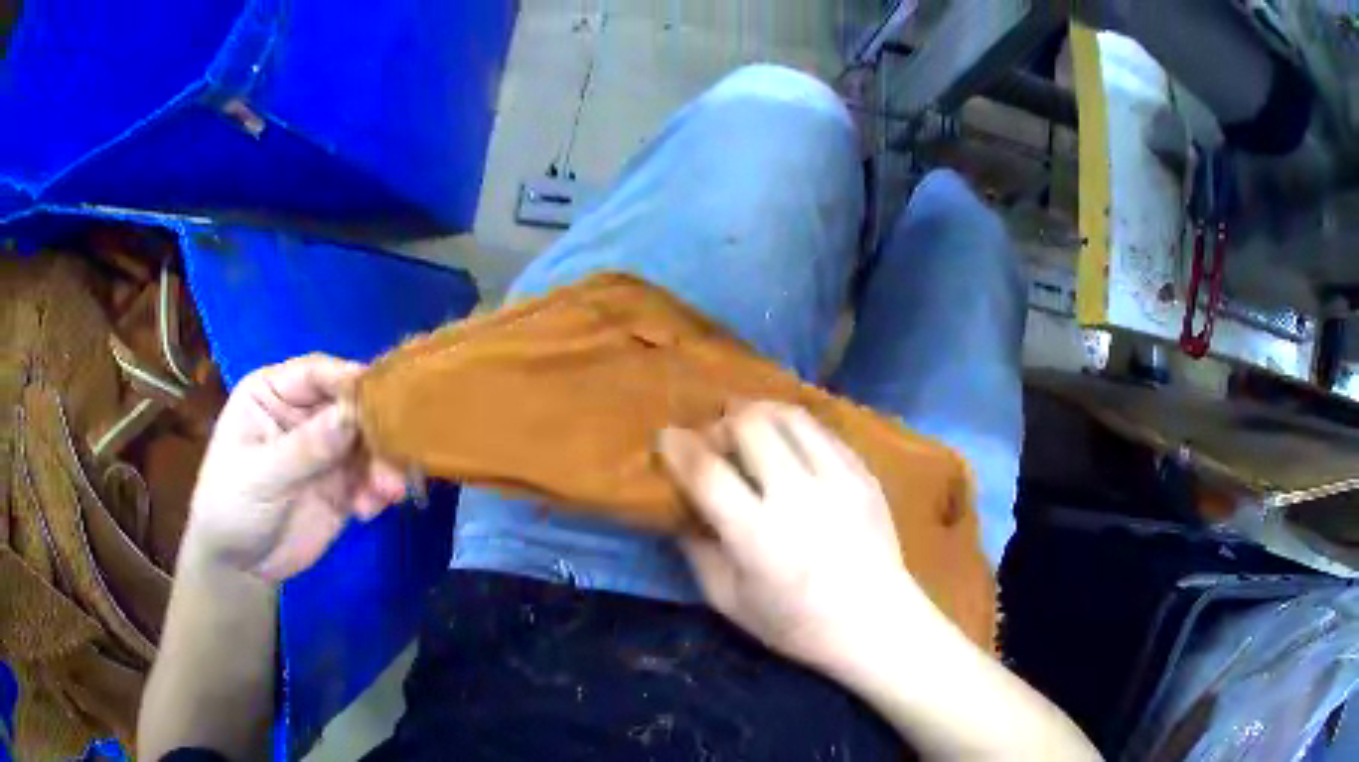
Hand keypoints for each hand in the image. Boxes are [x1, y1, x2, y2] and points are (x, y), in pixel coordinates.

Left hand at [185, 354, 406, 580]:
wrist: (238, 565)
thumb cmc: (230, 505)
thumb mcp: (260, 475)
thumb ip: (304, 448)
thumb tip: (351, 416)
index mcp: (274, 393)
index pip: (316, 374)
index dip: (348, 380)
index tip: (382, 396)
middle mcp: (303, 414)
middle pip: (350, 407)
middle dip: (374, 430)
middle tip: (395, 455)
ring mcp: (324, 451)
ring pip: (366, 444)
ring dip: (382, 465)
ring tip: (388, 491)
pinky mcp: (341, 486)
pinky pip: (369, 479)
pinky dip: (378, 491)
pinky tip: (368, 511)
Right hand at [658, 402, 943, 675]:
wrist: (876, 623)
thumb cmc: (797, 624)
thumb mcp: (730, 602)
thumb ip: (698, 553)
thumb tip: (680, 512)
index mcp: (757, 534)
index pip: (707, 471)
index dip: (679, 447)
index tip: (667, 436)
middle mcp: (798, 496)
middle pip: (750, 425)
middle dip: (722, 422)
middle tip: (715, 438)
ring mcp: (838, 480)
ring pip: (790, 416)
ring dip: (760, 413)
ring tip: (750, 428)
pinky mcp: (864, 475)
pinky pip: (823, 432)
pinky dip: (796, 429)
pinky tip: (790, 446)